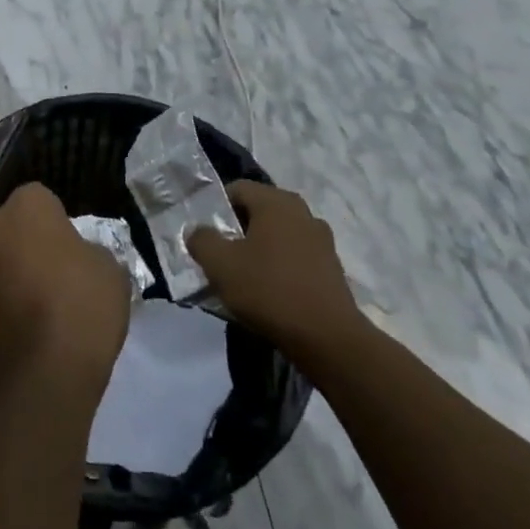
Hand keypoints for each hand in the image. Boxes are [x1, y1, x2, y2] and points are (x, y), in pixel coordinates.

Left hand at [0, 183, 131, 400]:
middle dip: (18, 243)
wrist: (42, 375)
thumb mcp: (109, 269)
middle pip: (4, 227)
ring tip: (24, 308)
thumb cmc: (83, 308)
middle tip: (42, 275)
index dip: (53, 222)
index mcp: (26, 206)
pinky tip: (9, 332)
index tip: (66, 248)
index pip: (39, 199)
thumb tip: (73, 255)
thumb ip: (86, 250)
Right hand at [187, 182, 365, 364]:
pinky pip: (295, 257)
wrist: (328, 339)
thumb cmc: (269, 290)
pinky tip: (268, 292)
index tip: (205, 234)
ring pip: (277, 235)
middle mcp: (302, 212)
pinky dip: (279, 267)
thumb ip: (201, 239)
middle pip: (258, 211)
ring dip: (258, 249)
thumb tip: (198, 231)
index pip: (236, 189)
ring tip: (242, 276)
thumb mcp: (220, 264)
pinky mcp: (331, 268)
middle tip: (219, 255)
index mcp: (276, 201)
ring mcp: (322, 240)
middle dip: (236, 230)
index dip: (215, 208)